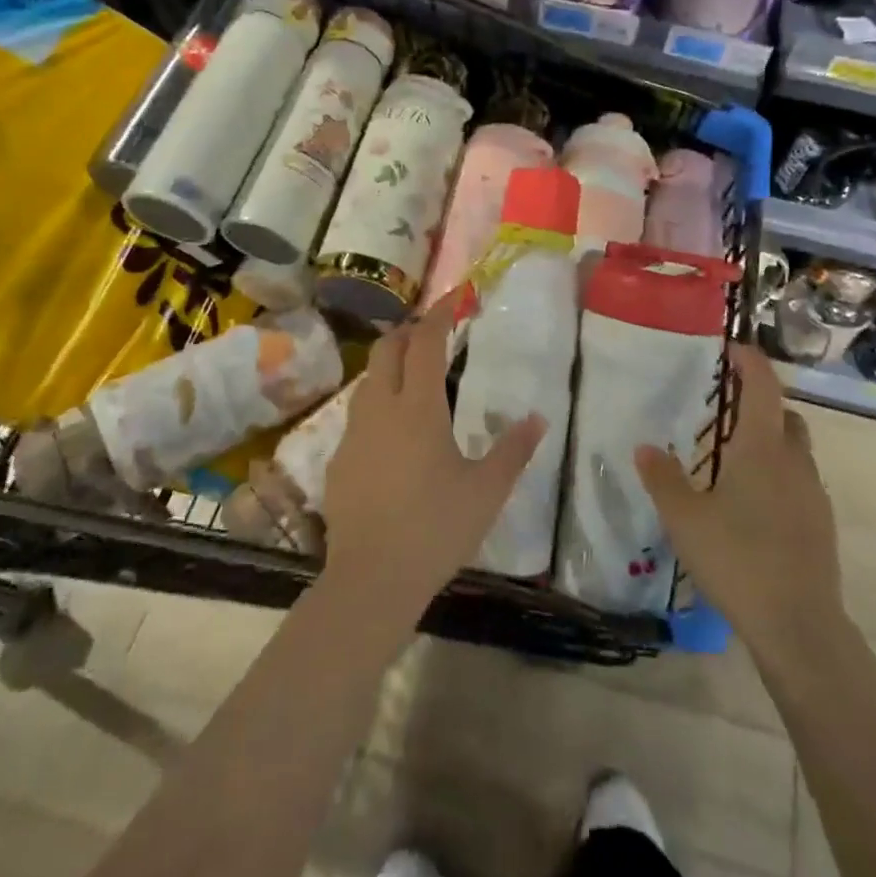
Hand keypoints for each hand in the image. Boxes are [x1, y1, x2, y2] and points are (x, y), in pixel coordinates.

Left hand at [322, 298, 546, 622]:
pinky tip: (391, 433)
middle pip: (387, 349)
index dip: (439, 314)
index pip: (426, 342)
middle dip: (408, 332)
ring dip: (389, 366)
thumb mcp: (486, 490)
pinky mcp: (338, 460)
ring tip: (412, 377)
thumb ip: (513, 450)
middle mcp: (381, 408)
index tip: (454, 298)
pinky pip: (357, 415)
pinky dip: (376, 404)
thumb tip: (538, 418)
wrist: (371, 578)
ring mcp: (354, 433)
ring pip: (367, 380)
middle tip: (431, 334)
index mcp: (419, 407)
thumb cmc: (436, 528)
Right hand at [635, 343, 847, 665]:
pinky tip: (753, 503)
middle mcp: (794, 461)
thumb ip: (662, 478)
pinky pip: (800, 481)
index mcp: (763, 448)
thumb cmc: (738, 560)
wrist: (799, 627)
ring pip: (796, 449)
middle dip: (760, 402)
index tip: (730, 349)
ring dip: (772, 439)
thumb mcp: (685, 519)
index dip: (750, 361)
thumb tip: (645, 447)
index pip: (763, 385)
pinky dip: (779, 474)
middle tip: (726, 408)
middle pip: (785, 414)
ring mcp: (813, 494)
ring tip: (735, 457)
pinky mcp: (821, 524)